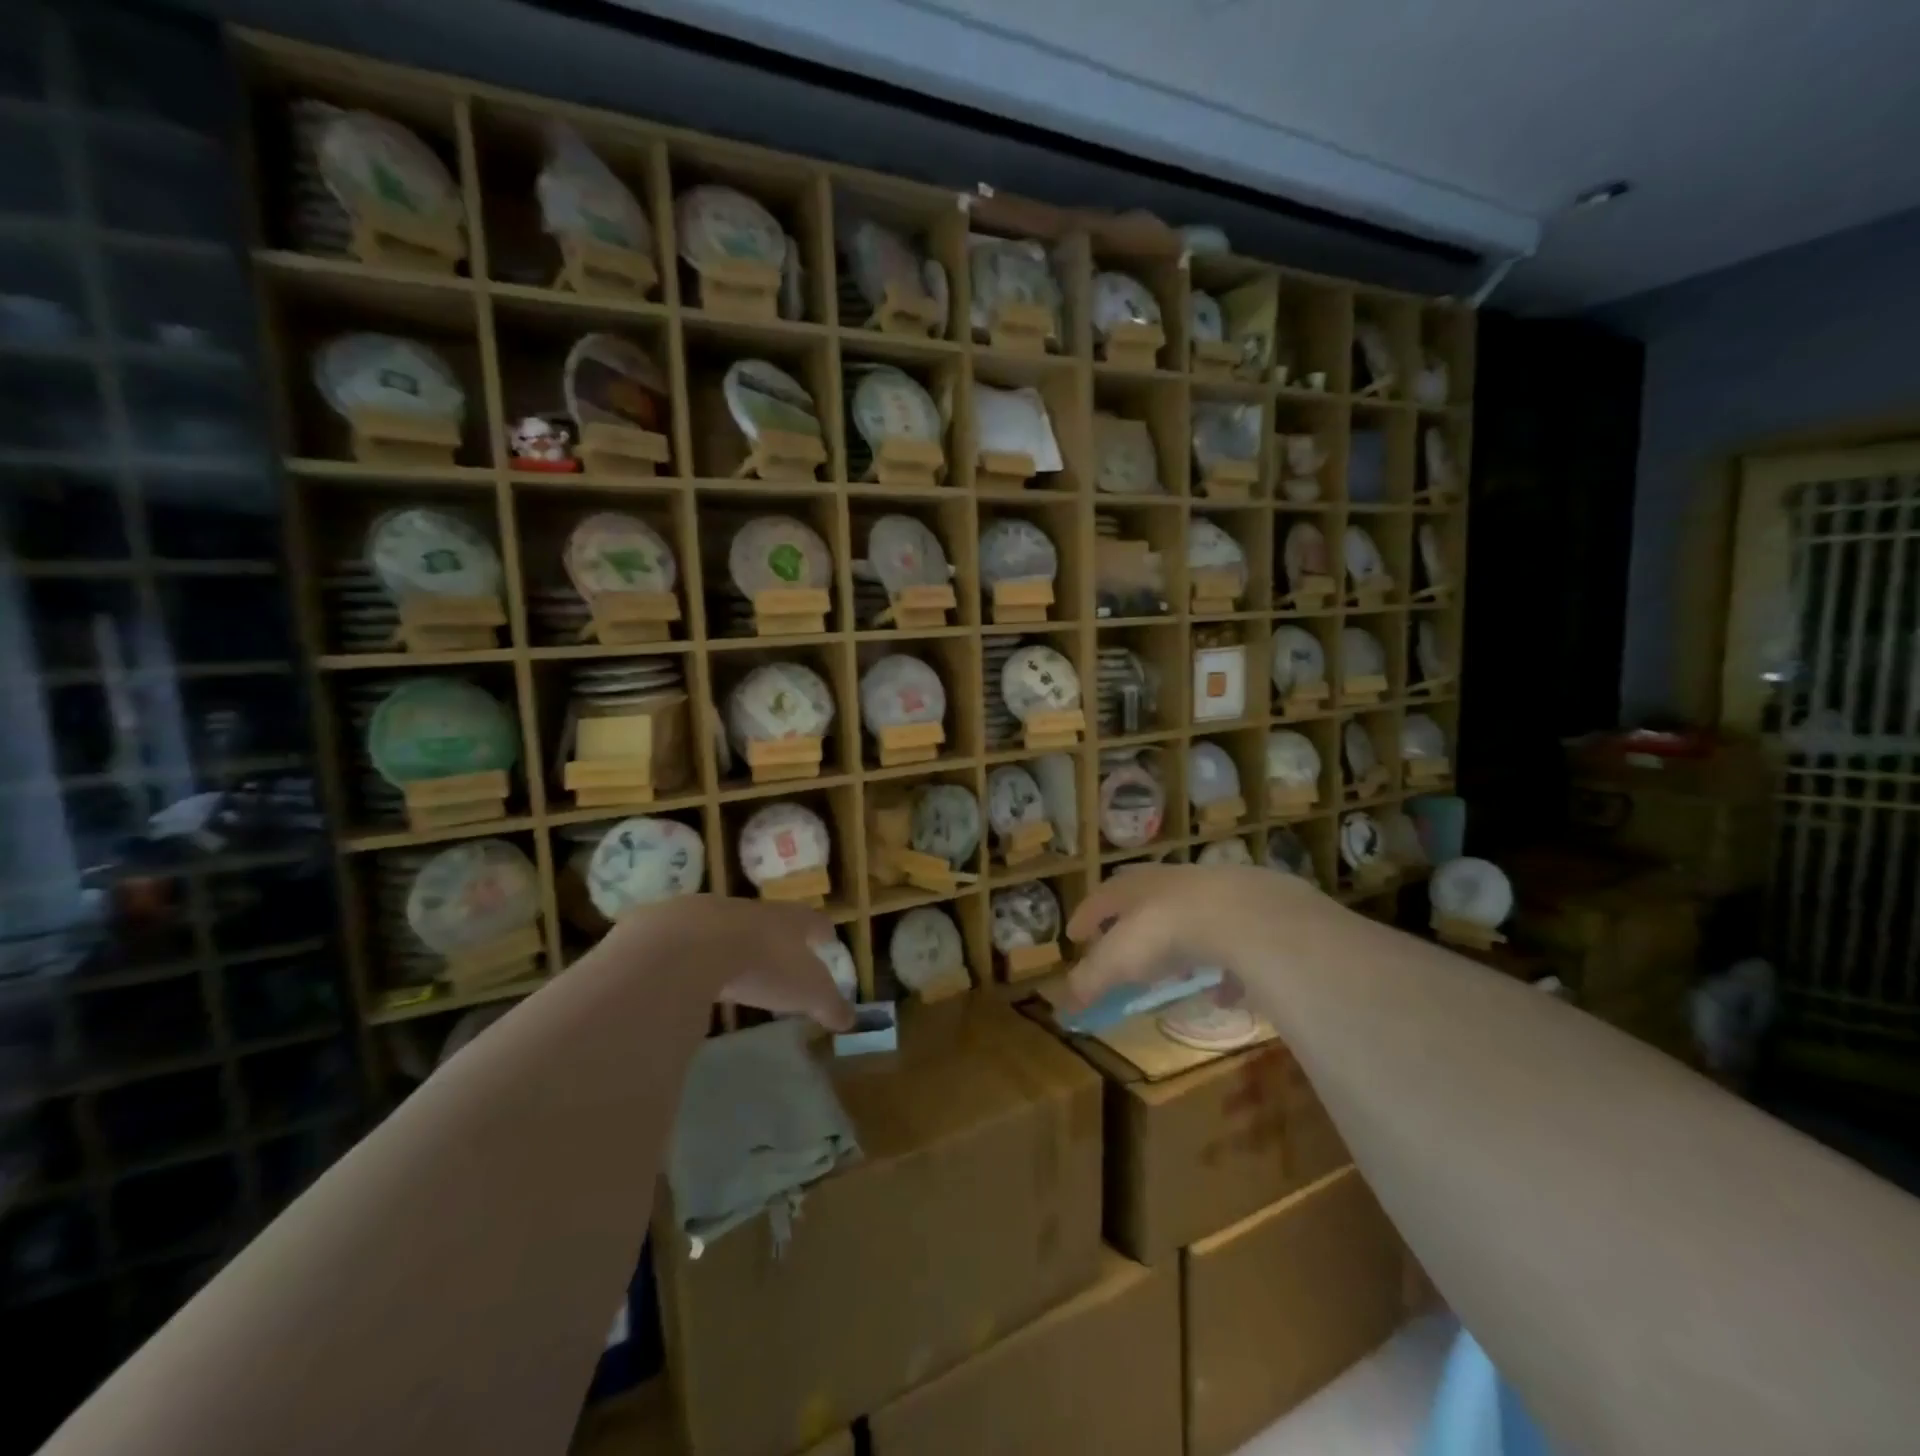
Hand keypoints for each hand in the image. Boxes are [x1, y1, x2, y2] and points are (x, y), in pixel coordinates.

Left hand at [603, 896, 855, 1030]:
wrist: (690, 945)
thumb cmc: (761, 965)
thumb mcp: (806, 991)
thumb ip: (830, 1004)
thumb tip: (851, 1019)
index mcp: (789, 920)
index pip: (813, 922)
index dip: (821, 931)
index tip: (827, 938)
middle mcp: (752, 910)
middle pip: (771, 920)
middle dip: (777, 936)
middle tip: (782, 953)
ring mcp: (709, 915)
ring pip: (729, 927)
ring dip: (734, 943)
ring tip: (735, 965)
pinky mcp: (670, 927)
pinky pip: (688, 941)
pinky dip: (694, 955)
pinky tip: (690, 972)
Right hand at [1063, 863, 1326, 1009]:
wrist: (1240, 914)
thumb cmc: (1164, 933)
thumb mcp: (1116, 961)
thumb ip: (1089, 983)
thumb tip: (1061, 1009)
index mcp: (1132, 889)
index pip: (1099, 898)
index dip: (1085, 917)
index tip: (1073, 935)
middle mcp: (1168, 884)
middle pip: (1143, 898)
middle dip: (1130, 922)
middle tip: (1121, 945)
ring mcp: (1211, 895)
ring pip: (1187, 918)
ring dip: (1177, 944)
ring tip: (1174, 973)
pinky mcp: (1248, 914)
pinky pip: (1229, 943)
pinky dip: (1222, 969)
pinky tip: (1223, 993)